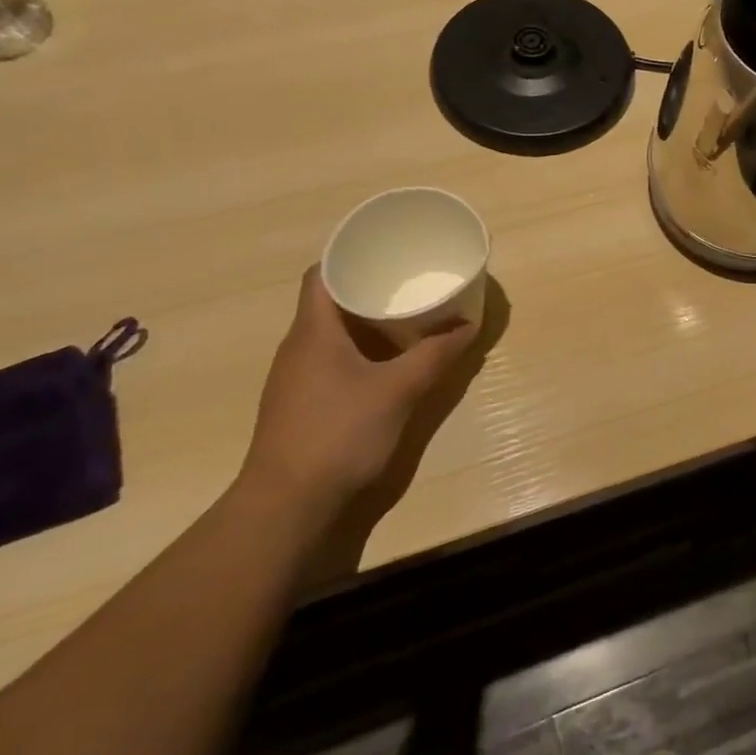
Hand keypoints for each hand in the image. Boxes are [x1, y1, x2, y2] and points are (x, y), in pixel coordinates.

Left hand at [236, 267, 479, 511]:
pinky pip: (334, 361)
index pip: (322, 273)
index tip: (387, 251)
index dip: (350, 255)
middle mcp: (298, 347)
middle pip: (331, 302)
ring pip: (334, 334)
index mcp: (313, 331)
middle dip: (371, 289)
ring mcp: (297, 378)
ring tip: (409, 319)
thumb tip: (468, 325)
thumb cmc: (339, 433)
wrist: (288, 503)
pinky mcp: (304, 404)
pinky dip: (362, 353)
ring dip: (368, 324)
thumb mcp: (398, 390)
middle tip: (411, 283)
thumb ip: (435, 356)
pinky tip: (389, 365)